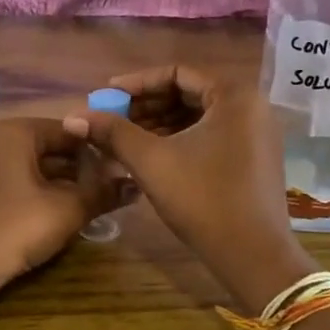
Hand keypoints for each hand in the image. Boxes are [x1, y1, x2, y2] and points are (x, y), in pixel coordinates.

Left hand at [0, 118, 131, 295]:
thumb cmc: (14, 228)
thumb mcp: (67, 210)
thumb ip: (103, 193)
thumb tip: (136, 185)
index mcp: (16, 131)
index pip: (70, 131)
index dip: (99, 150)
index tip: (123, 171)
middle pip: (52, 147)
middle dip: (83, 169)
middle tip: (112, 190)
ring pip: (36, 167)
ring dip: (65, 184)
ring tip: (94, 203)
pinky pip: (19, 182)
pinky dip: (43, 193)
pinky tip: (62, 214)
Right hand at [64, 65, 314, 310]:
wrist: (254, 257)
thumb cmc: (203, 199)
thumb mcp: (152, 161)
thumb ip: (113, 132)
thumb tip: (73, 116)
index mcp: (234, 95)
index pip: (178, 73)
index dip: (137, 83)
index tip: (106, 96)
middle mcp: (251, 106)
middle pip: (189, 93)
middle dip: (147, 105)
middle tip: (112, 119)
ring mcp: (256, 134)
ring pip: (198, 117)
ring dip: (160, 124)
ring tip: (123, 140)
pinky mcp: (254, 159)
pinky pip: (211, 136)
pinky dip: (180, 140)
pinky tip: (150, 156)